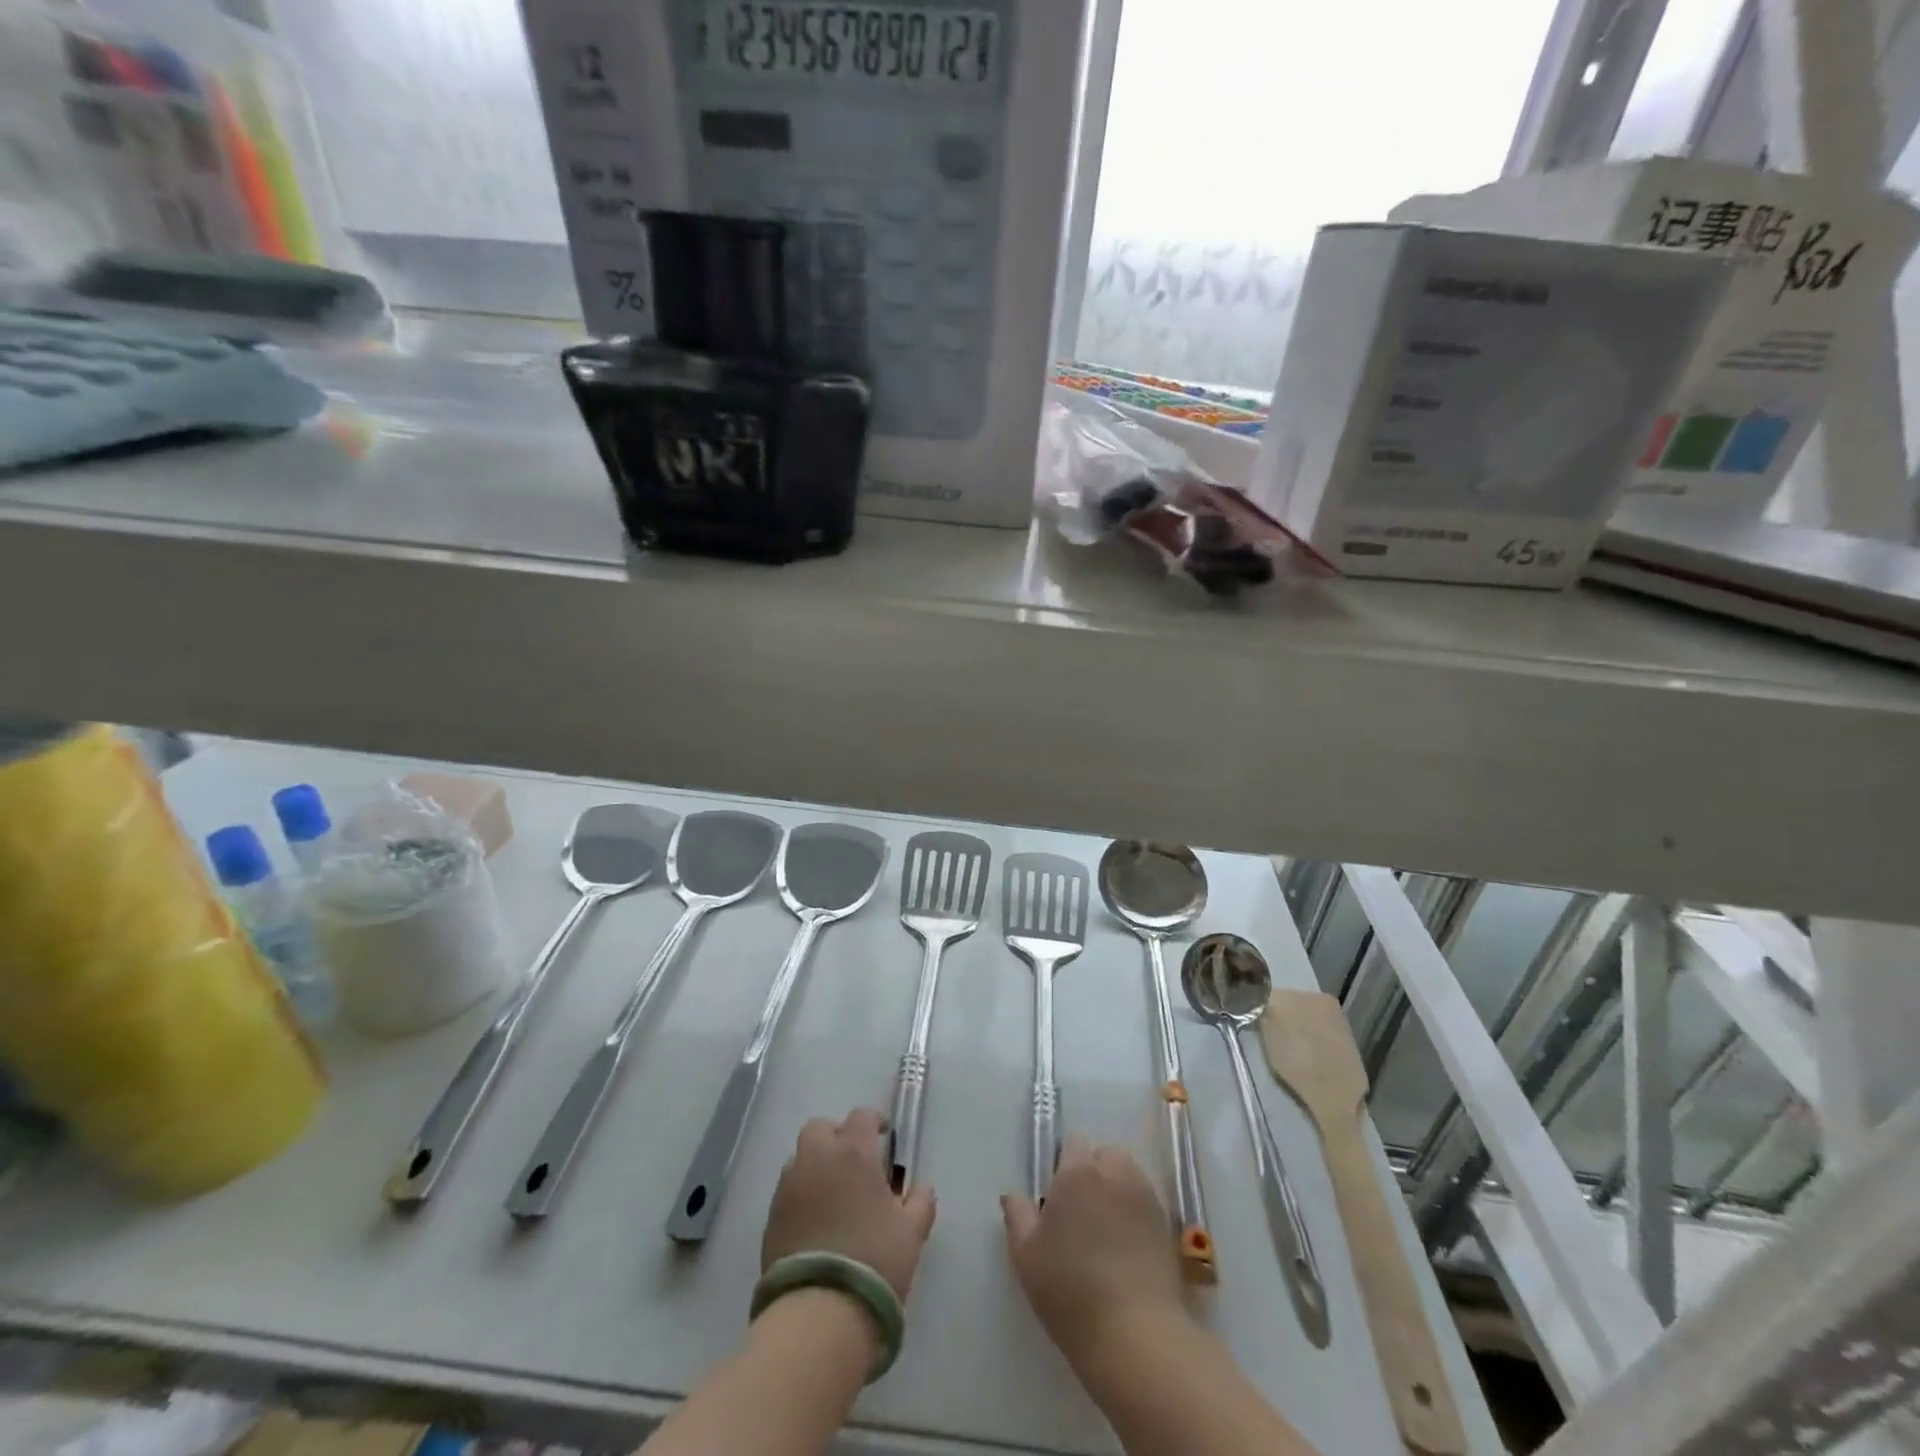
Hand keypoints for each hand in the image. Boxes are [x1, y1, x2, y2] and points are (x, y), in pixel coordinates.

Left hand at [763, 1108, 937, 1302]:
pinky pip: (788, 1190)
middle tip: (854, 1162)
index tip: (884, 1137)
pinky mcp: (771, 1217)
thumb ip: (920, 1202)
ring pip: (800, 1158)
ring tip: (834, 1195)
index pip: (861, 1117)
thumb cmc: (874, 1260)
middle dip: (836, 1136)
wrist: (820, 1312)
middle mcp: (817, 1158)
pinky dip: (802, 1194)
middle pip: (820, 1128)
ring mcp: (789, 1187)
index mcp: (853, 1152)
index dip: (874, 1122)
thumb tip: (921, 1188)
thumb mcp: (911, 1232)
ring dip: (816, 1165)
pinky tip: (816, 1222)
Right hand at [1001, 1137, 1189, 1370]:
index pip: (1073, 1144)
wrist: (1135, 1333)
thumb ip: (1018, 1216)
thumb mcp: (1026, 1256)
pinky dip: (1136, 1212)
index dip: (1063, 1164)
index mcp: (1077, 1172)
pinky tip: (1127, 1246)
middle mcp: (1114, 1173)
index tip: (1056, 1196)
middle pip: (1105, 1154)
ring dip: (1117, 1188)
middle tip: (1081, 1211)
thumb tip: (1012, 1194)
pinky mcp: (1166, 1225)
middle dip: (1094, 1171)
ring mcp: (1145, 1197)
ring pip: (1128, 1175)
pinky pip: (1146, 1203)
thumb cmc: (1069, 1289)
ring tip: (1106, 1227)